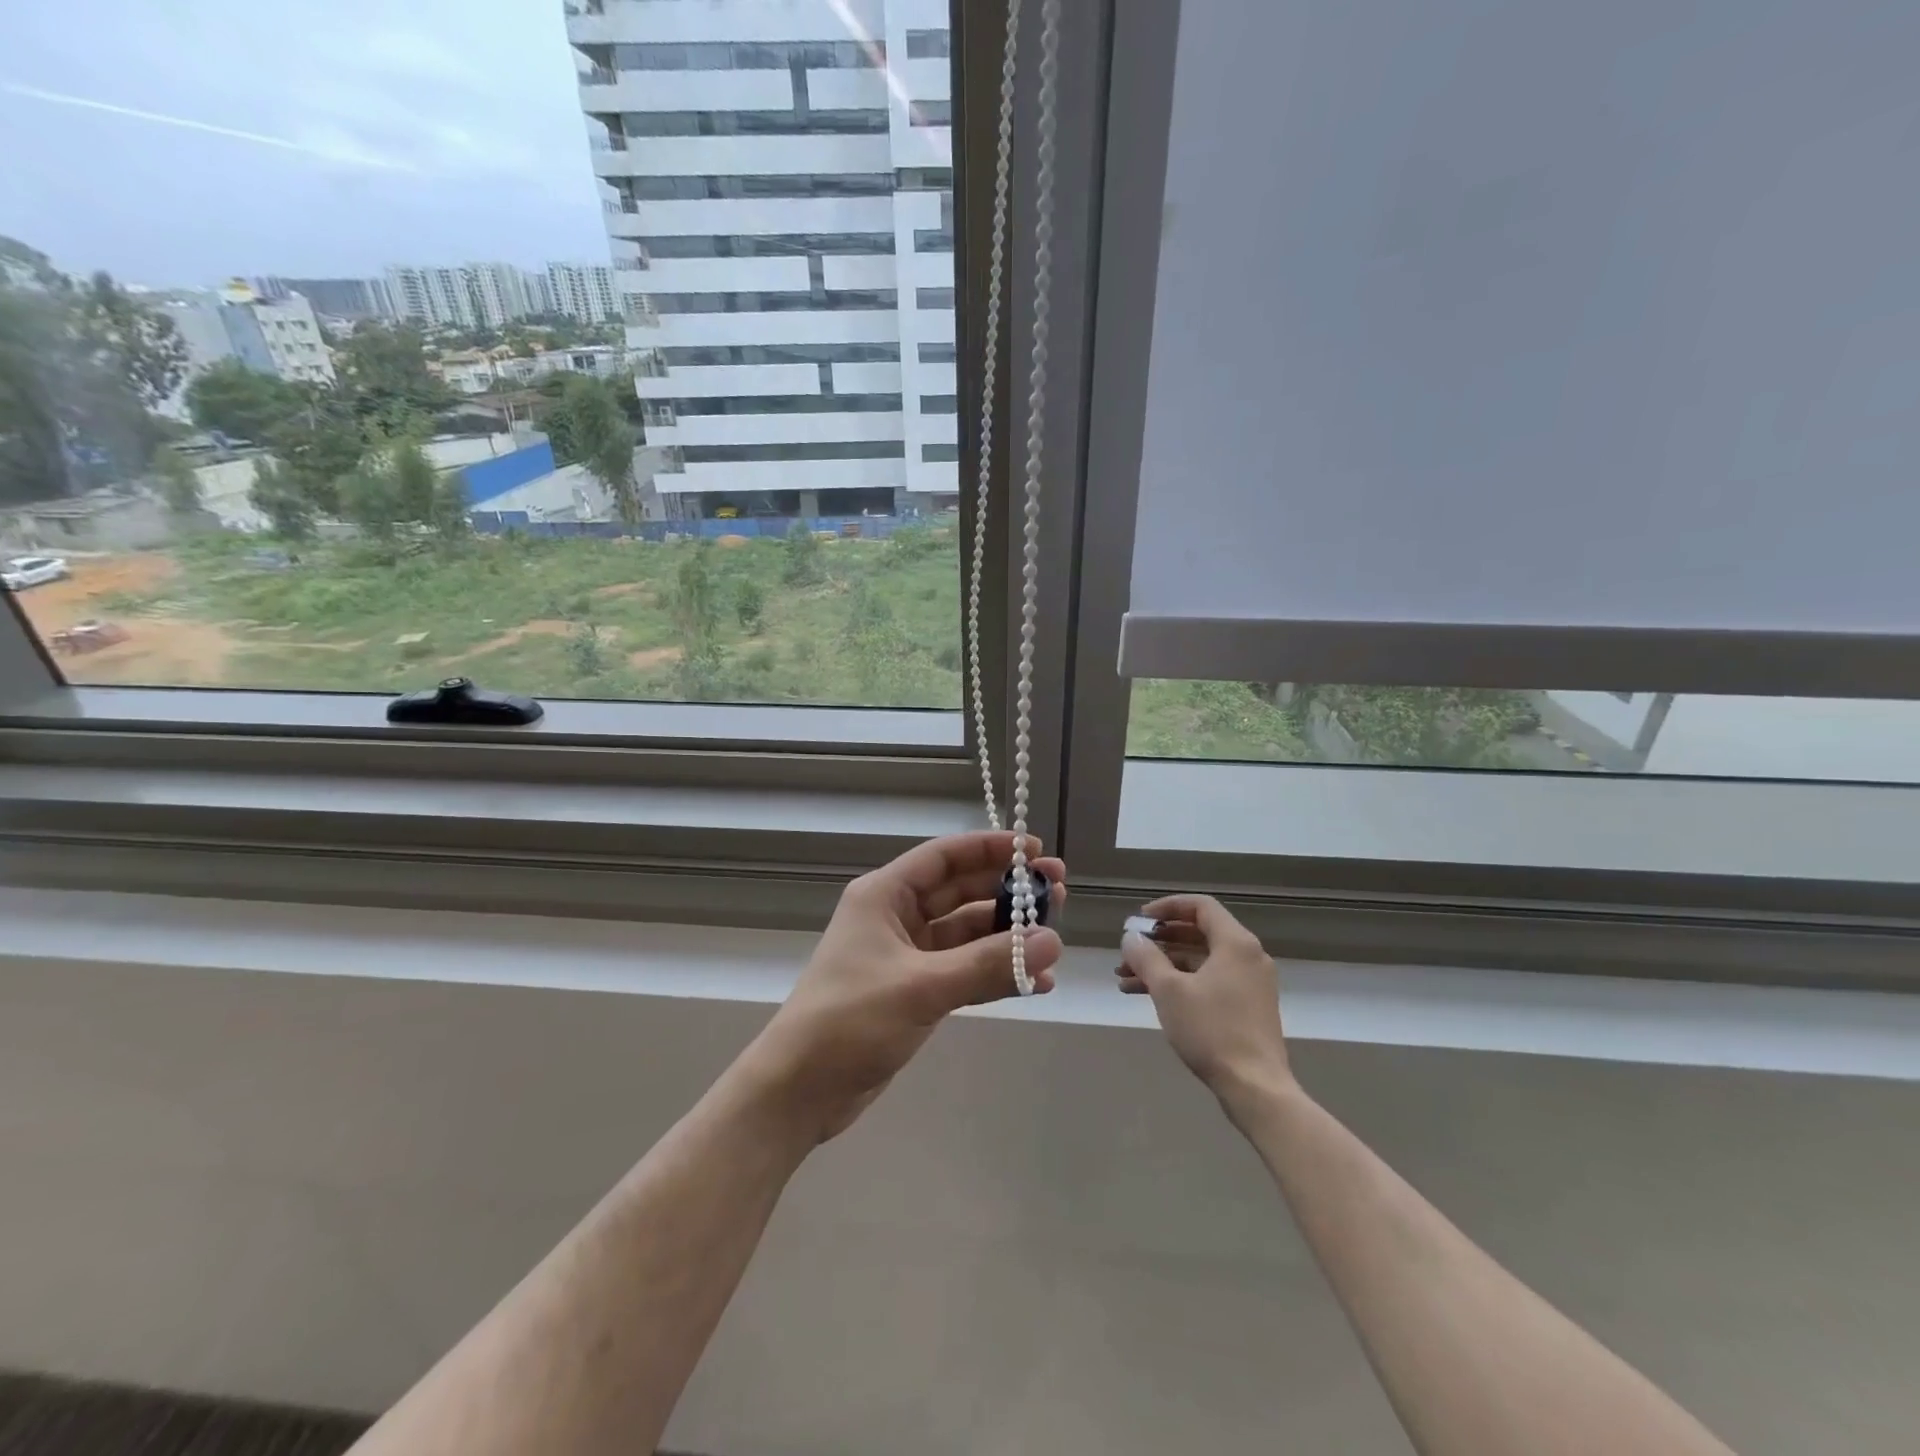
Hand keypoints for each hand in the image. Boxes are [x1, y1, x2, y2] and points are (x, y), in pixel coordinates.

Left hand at [746, 831, 1065, 1140]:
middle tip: (1058, 894)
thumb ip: (987, 963)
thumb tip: (1052, 941)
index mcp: (885, 896)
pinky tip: (1035, 984)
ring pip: (967, 934)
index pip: (945, 856)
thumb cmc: (849, 1020)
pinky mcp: (916, 991)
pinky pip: (965, 971)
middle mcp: (897, 917)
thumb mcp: (921, 986)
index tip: (1034, 852)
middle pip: (961, 892)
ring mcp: (908, 956)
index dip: (989, 849)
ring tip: (1055, 941)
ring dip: (1007, 937)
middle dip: (1007, 892)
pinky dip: (996, 974)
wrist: (799, 1091)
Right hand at [1117, 894, 1290, 1104]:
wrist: (1255, 1088)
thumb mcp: (1168, 990)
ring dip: (1163, 965)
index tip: (1140, 920)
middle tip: (1130, 950)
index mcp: (1235, 943)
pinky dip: (1180, 983)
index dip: (1167, 907)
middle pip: (1198, 933)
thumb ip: (1146, 957)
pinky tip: (1147, 996)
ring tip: (1125, 979)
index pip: (1200, 906)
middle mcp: (1247, 956)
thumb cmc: (1211, 1030)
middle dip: (1159, 941)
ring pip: (1199, 961)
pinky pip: (1208, 981)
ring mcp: (1249, 983)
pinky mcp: (1247, 1007)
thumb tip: (1130, 937)